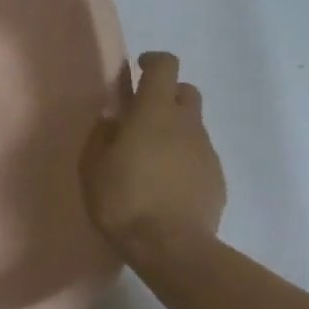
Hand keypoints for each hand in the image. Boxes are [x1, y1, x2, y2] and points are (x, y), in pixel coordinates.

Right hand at [81, 51, 225, 262]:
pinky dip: (182, 158)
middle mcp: (186, 124)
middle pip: (185, 91)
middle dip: (166, 95)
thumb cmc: (122, 199)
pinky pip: (198, 155)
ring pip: (192, 125)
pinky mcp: (216, 177)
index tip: (136, 70)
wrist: (169, 246)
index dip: (152, 62)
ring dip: (173, 130)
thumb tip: (112, 118)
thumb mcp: (93, 165)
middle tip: (141, 117)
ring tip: (148, 157)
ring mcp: (206, 151)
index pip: (165, 67)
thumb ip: (102, 134)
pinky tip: (164, 183)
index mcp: (154, 113)